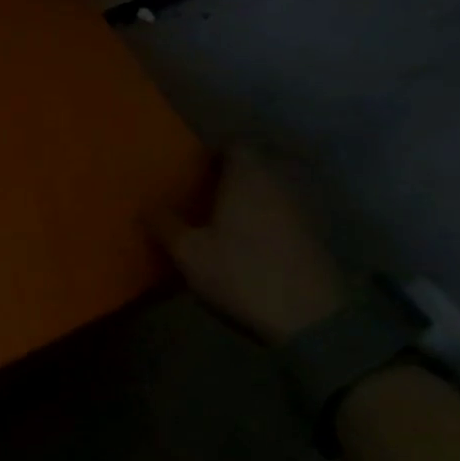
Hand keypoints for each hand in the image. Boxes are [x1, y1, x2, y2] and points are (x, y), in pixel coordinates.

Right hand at [149, 145, 348, 346]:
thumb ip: (165, 224)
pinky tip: (248, 238)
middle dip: (231, 174)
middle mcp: (278, 181)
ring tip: (223, 216)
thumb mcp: (189, 253)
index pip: (234, 145)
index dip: (213, 154)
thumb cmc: (241, 272)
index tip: (193, 170)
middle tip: (203, 193)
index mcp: (247, 176)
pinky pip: (283, 210)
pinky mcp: (314, 232)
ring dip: (250, 196)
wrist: (308, 315)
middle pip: (255, 164)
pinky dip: (266, 216)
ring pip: (271, 188)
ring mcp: (301, 206)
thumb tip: (145, 206)